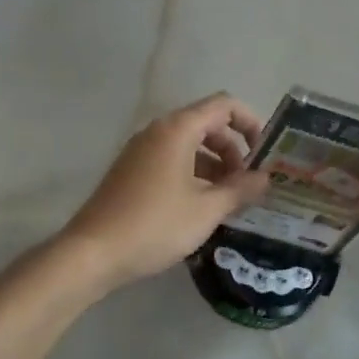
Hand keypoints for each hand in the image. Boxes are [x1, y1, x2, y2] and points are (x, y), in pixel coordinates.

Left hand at [62, 94, 270, 292]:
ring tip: (227, 200)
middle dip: (233, 150)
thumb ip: (241, 189)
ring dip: (214, 166)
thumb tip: (265, 178)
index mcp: (178, 129)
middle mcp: (157, 131)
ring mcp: (141, 151)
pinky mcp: (131, 171)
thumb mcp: (207, 209)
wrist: (93, 252)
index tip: (264, 155)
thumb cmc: (156, 225)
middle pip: (207, 124)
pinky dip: (193, 174)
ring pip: (189, 145)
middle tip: (247, 184)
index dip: (250, 123)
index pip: (224, 105)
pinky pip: (171, 161)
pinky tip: (200, 207)